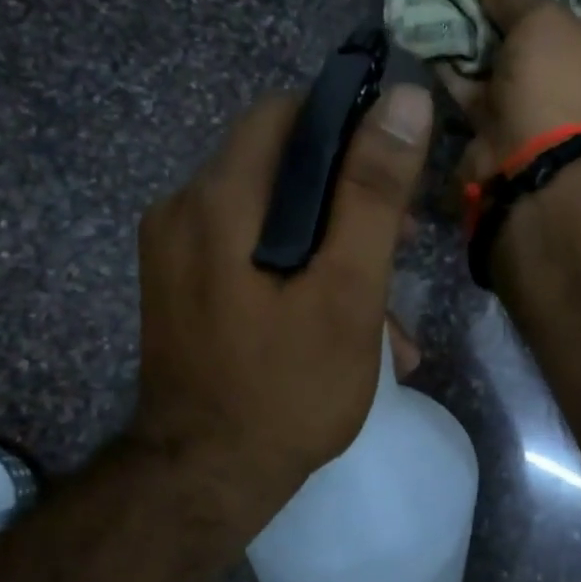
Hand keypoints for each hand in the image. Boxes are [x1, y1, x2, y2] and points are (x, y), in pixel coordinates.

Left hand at [130, 83, 433, 538]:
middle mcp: (183, 211)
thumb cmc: (286, 390)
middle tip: (402, 248)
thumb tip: (405, 101)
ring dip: (331, 251)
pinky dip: (297, 277)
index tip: (397, 176)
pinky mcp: (182, 290)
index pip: (285, 114)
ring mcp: (175, 254)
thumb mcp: (346, 292)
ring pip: (269, 220)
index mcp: (218, 199)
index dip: (348, 129)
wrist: (205, 480)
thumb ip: (373, 195)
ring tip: (388, 314)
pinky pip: (248, 257)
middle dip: (348, 203)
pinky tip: (343, 330)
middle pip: (279, 169)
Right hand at [442, 0, 580, 183]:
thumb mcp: (543, 22)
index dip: (554, 1)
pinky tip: (434, 45)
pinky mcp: (511, 146)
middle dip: (507, 26)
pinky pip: (484, 104)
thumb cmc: (562, 86)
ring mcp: (551, 127)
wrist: (539, 172)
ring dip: (479, 50)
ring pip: (510, 78)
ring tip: (444, 9)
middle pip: (545, 51)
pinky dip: (462, 79)